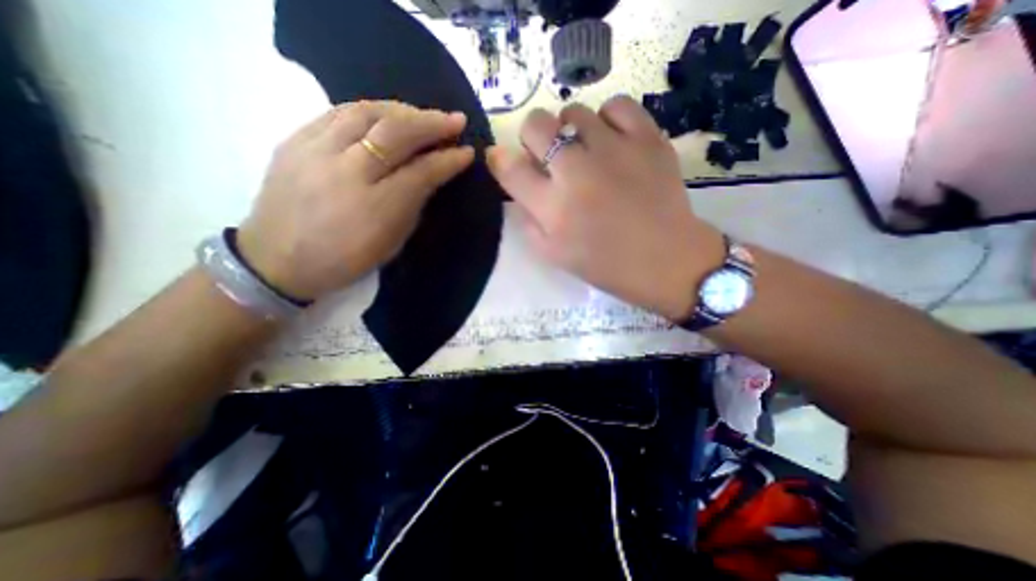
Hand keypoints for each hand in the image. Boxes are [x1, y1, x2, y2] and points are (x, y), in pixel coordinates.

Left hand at [236, 100, 472, 298]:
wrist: (279, 259)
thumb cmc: (346, 259)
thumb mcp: (392, 241)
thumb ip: (414, 204)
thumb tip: (432, 174)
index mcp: (377, 208)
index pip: (422, 172)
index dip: (448, 159)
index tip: (467, 151)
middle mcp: (347, 172)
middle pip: (396, 133)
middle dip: (432, 123)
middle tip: (455, 120)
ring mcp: (316, 151)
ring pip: (367, 113)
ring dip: (403, 111)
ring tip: (423, 115)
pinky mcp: (295, 140)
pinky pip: (339, 112)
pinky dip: (371, 110)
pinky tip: (386, 114)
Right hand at [490, 94, 722, 322]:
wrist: (663, 260)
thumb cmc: (605, 264)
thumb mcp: (553, 254)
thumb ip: (528, 220)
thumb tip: (519, 188)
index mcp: (551, 206)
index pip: (508, 167)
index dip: (499, 158)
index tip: (503, 159)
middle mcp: (575, 171)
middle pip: (535, 125)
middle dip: (532, 137)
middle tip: (548, 155)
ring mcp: (612, 150)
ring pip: (573, 111)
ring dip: (569, 129)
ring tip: (584, 149)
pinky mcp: (646, 139)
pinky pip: (617, 105)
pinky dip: (608, 118)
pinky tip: (612, 138)